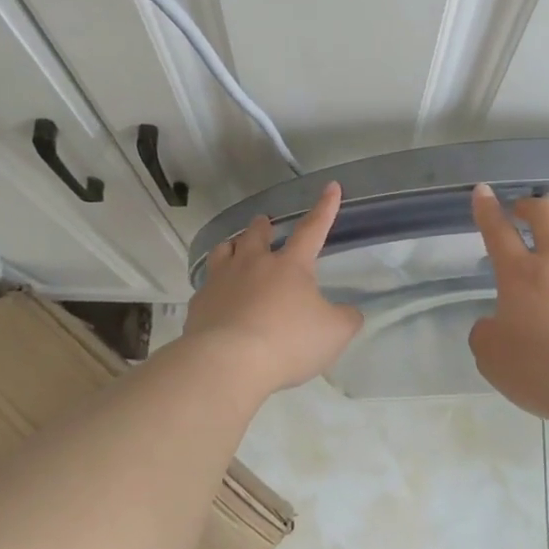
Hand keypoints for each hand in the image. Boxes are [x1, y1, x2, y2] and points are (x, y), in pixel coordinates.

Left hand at [185, 182, 363, 394]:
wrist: (228, 363)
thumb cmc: (288, 342)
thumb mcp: (334, 333)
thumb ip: (346, 318)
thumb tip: (348, 311)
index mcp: (290, 266)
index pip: (312, 229)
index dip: (324, 208)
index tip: (330, 186)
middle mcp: (253, 264)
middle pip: (256, 234)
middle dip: (262, 226)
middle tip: (263, 222)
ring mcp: (221, 281)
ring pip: (224, 251)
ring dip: (233, 246)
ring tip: (234, 247)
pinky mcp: (199, 303)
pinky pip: (207, 285)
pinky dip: (214, 285)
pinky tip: (216, 296)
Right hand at [467, 184, 548, 419]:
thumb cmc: (540, 371)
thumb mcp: (491, 357)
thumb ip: (487, 332)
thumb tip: (493, 324)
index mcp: (520, 274)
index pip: (497, 230)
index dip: (487, 208)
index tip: (483, 191)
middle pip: (545, 211)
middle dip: (531, 205)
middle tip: (525, 212)